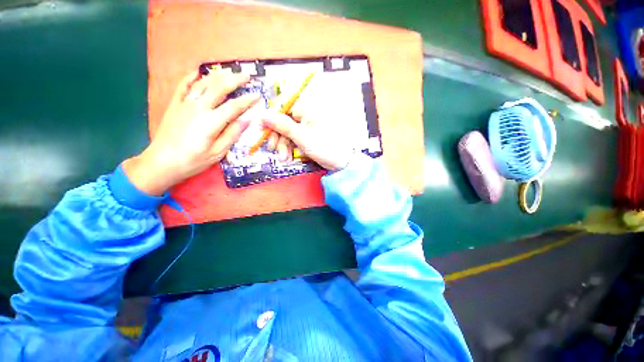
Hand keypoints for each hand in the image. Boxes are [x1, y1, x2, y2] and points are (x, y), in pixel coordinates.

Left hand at [123, 70, 259, 194]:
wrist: (162, 162)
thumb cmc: (193, 160)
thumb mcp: (218, 152)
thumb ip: (232, 134)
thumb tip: (247, 120)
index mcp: (212, 121)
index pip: (234, 106)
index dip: (248, 100)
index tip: (258, 96)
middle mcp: (199, 108)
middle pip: (219, 88)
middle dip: (235, 80)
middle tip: (246, 76)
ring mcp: (185, 104)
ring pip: (203, 83)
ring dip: (217, 75)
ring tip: (229, 72)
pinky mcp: (175, 105)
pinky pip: (182, 86)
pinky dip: (190, 77)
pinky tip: (197, 72)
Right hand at [262, 77, 355, 170]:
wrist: (341, 162)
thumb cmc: (325, 147)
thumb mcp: (302, 137)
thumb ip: (282, 125)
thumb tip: (263, 114)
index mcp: (306, 110)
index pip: (282, 107)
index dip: (271, 118)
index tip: (262, 129)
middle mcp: (305, 116)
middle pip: (283, 122)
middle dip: (277, 137)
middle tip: (273, 149)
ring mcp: (306, 127)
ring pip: (287, 133)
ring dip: (282, 145)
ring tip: (284, 158)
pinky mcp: (307, 137)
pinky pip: (293, 140)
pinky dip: (289, 148)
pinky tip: (289, 157)